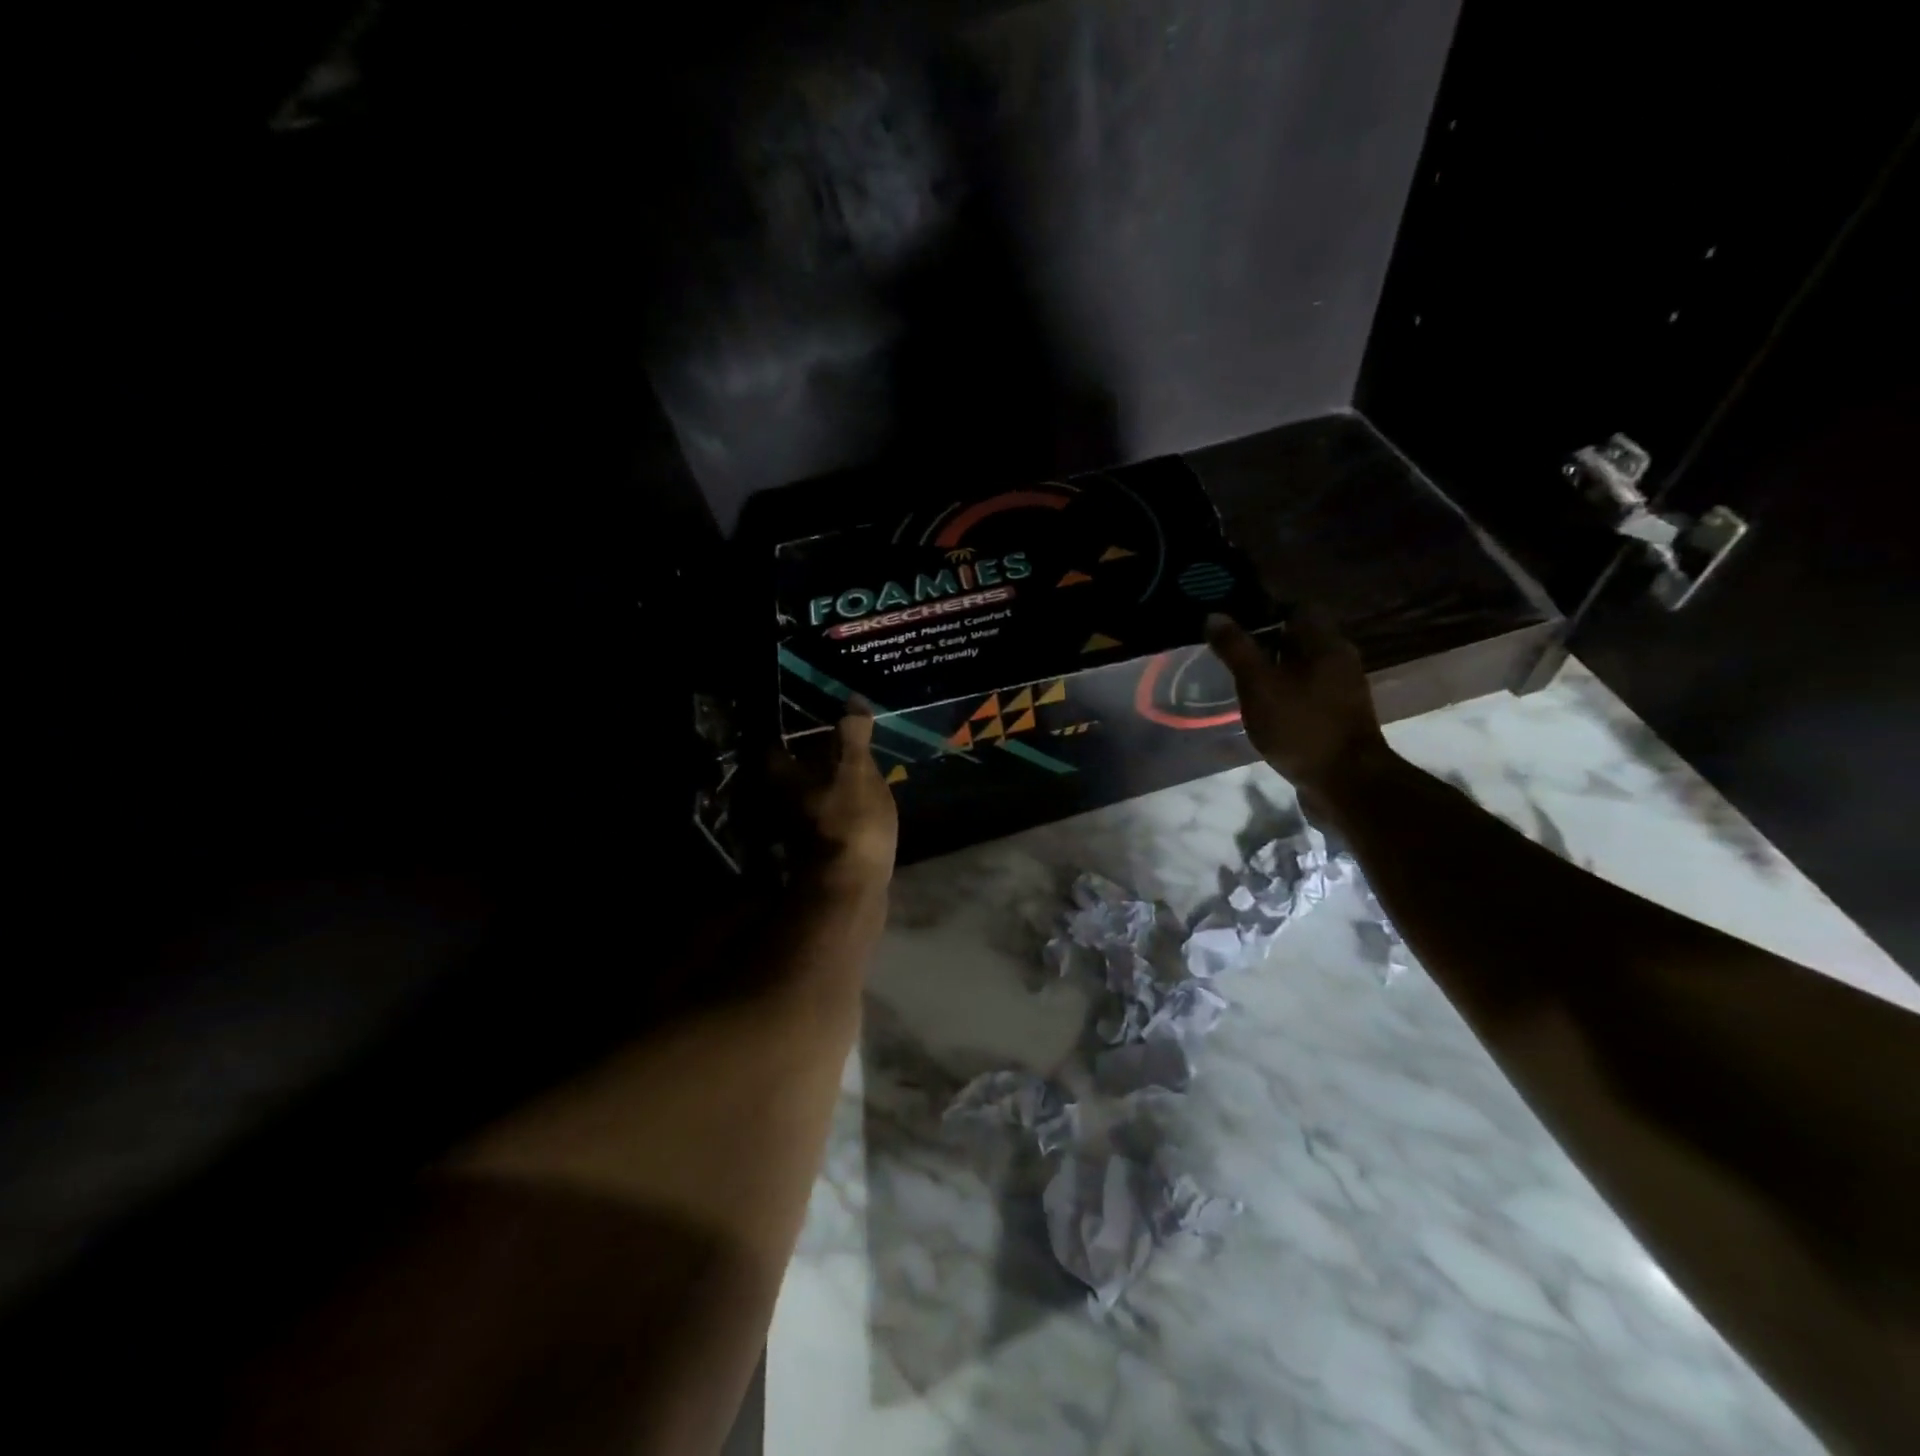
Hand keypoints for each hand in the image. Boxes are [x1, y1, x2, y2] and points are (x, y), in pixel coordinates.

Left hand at [772, 700, 898, 895]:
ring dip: (824, 785)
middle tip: (836, 743)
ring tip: (852, 770)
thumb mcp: (856, 769)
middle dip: (809, 760)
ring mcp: (798, 831)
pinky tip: (858, 803)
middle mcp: (782, 803)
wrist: (852, 888)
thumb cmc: (850, 820)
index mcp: (785, 778)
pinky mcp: (818, 852)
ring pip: (808, 797)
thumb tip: (852, 699)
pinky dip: (837, 808)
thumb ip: (852, 735)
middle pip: (791, 773)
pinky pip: (825, 818)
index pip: (777, 746)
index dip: (792, 733)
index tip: (811, 721)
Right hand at [1206, 606, 1395, 812]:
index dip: (1265, 609)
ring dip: (1273, 669)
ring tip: (1239, 680)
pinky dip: (1283, 693)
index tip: (1234, 621)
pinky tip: (1261, 708)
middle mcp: (1339, 659)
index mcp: (1325, 643)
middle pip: (1299, 637)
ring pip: (1301, 666)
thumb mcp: (1258, 685)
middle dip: (1265, 641)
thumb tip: (1214, 615)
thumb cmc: (1301, 726)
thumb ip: (1236, 649)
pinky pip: (1306, 691)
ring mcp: (1341, 689)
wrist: (1345, 782)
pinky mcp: (1337, 715)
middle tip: (1230, 652)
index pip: (1296, 607)